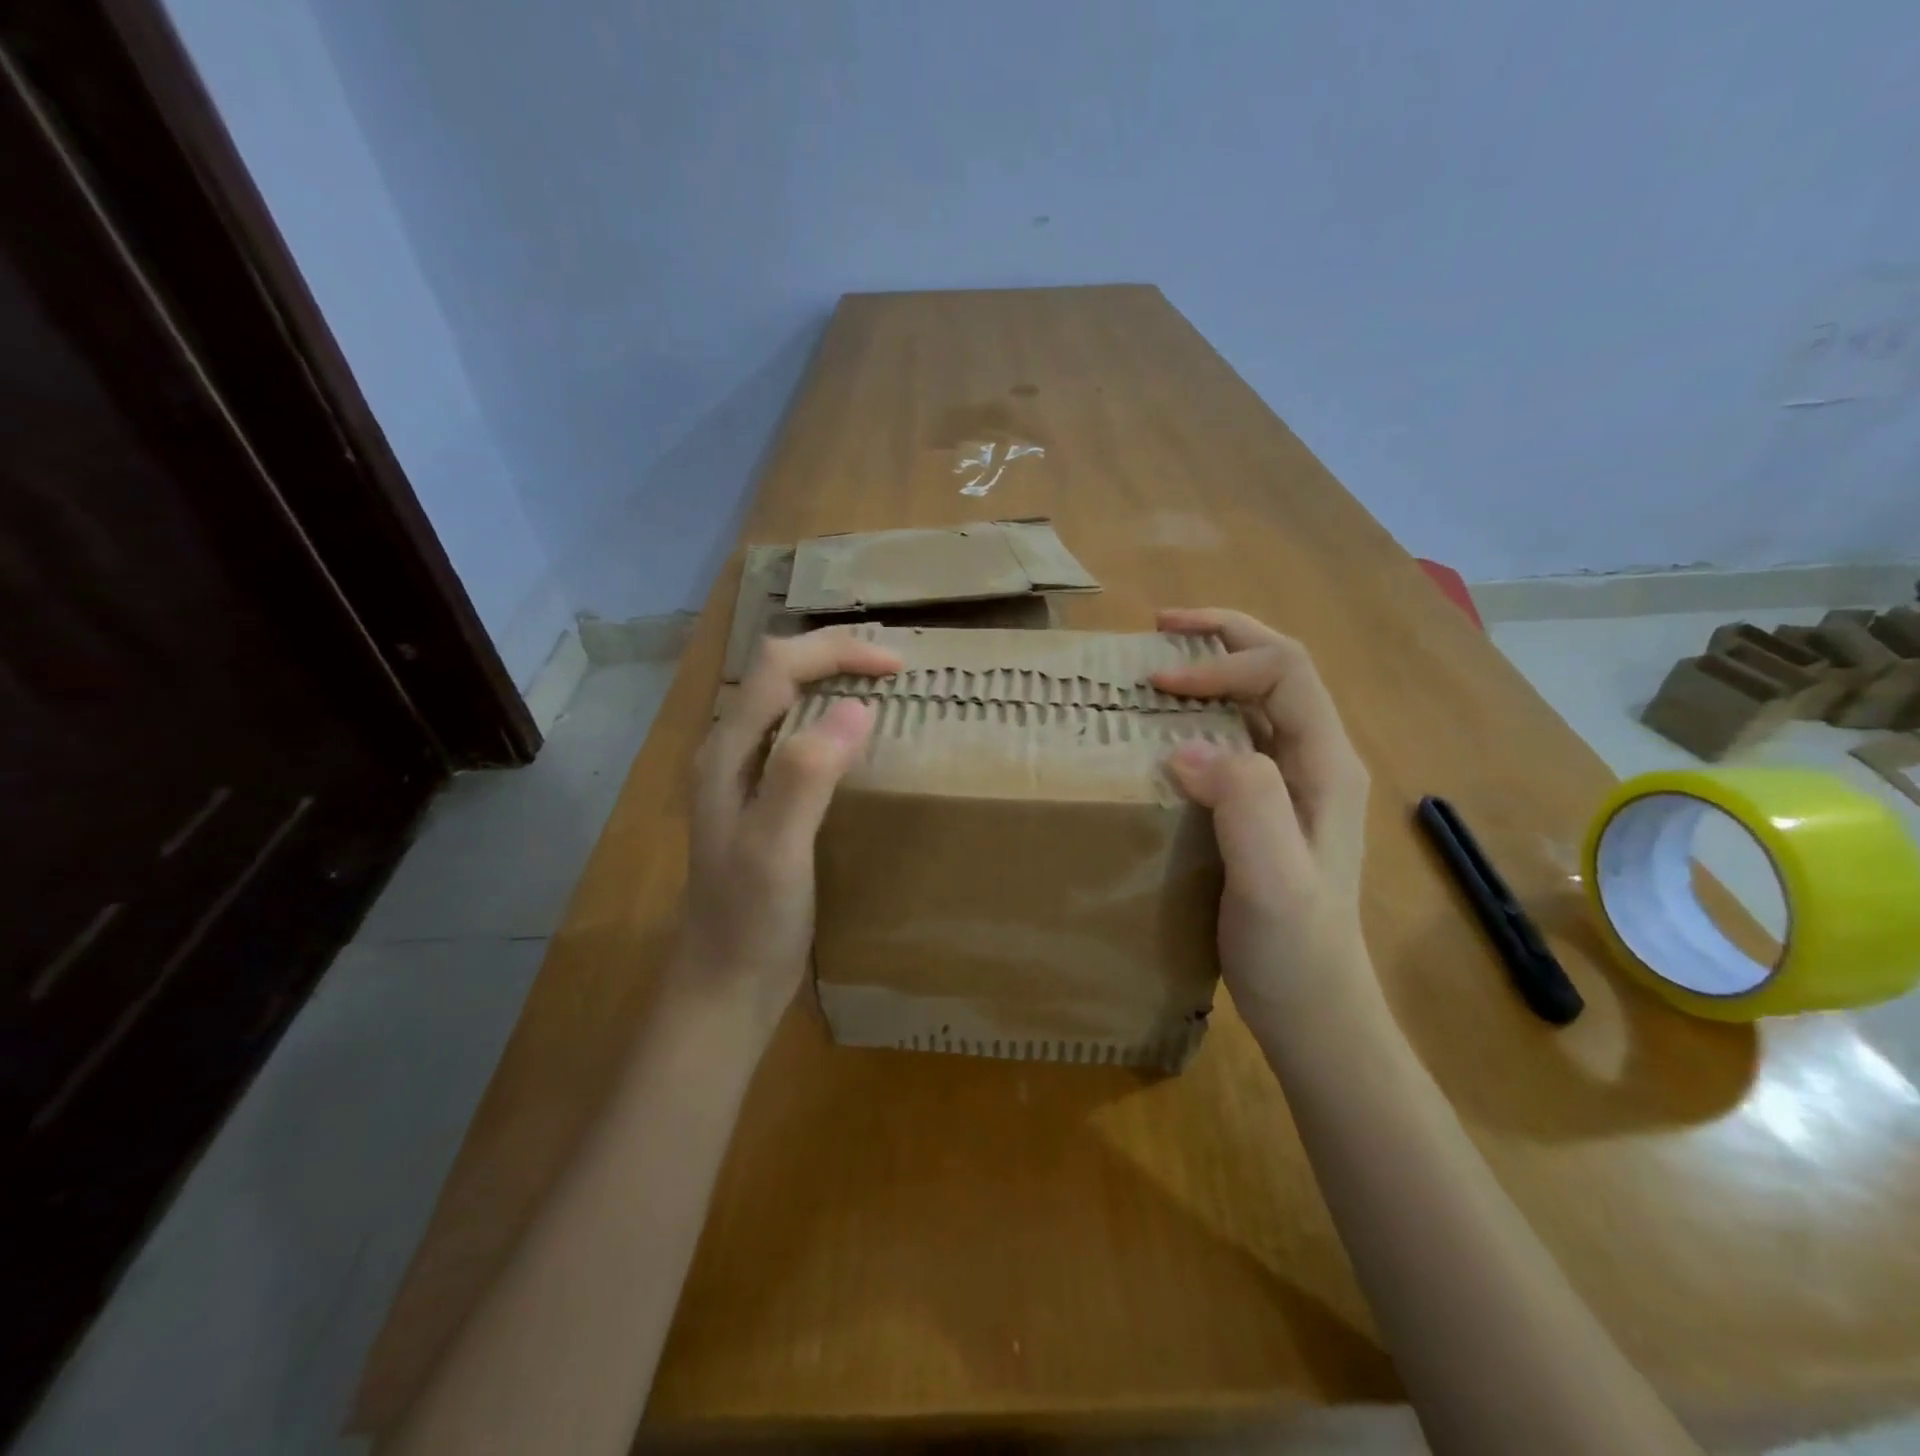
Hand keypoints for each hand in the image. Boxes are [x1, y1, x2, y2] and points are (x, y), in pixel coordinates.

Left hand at [676, 628, 901, 1032]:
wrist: (725, 985)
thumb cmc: (748, 921)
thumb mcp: (777, 848)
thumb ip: (805, 774)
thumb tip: (858, 707)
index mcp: (727, 752)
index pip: (778, 667)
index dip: (837, 651)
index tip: (897, 667)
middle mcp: (729, 752)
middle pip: (777, 673)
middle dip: (833, 656)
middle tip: (892, 669)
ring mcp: (743, 777)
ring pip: (786, 701)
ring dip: (831, 681)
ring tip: (881, 690)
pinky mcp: (762, 801)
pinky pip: (796, 736)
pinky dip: (831, 720)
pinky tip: (857, 743)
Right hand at [1150, 608, 1372, 1023]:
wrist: (1315, 1012)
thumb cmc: (1295, 950)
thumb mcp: (1272, 880)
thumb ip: (1244, 803)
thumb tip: (1185, 746)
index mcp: (1325, 764)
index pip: (1283, 672)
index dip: (1220, 663)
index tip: (1158, 683)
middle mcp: (1314, 762)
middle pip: (1277, 669)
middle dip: (1221, 638)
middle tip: (1158, 628)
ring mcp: (1292, 786)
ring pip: (1255, 701)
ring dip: (1210, 671)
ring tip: (1156, 667)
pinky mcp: (1265, 809)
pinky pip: (1234, 739)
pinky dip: (1199, 716)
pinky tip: (1165, 731)